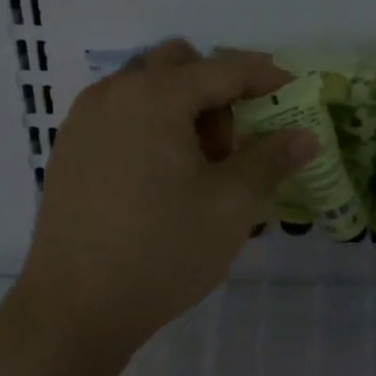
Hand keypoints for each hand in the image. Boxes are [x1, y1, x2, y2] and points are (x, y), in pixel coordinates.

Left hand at [8, 41, 314, 357]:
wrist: (73, 310)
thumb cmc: (162, 250)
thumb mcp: (232, 205)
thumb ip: (271, 159)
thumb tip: (306, 135)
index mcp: (156, 96)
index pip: (226, 69)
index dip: (267, 77)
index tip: (295, 95)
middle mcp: (115, 93)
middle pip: (180, 64)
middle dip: (217, 90)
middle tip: (232, 144)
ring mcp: (84, 120)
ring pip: (146, 87)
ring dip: (182, 106)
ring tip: (196, 166)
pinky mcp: (69, 149)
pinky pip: (120, 113)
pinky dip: (151, 123)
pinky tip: (160, 178)